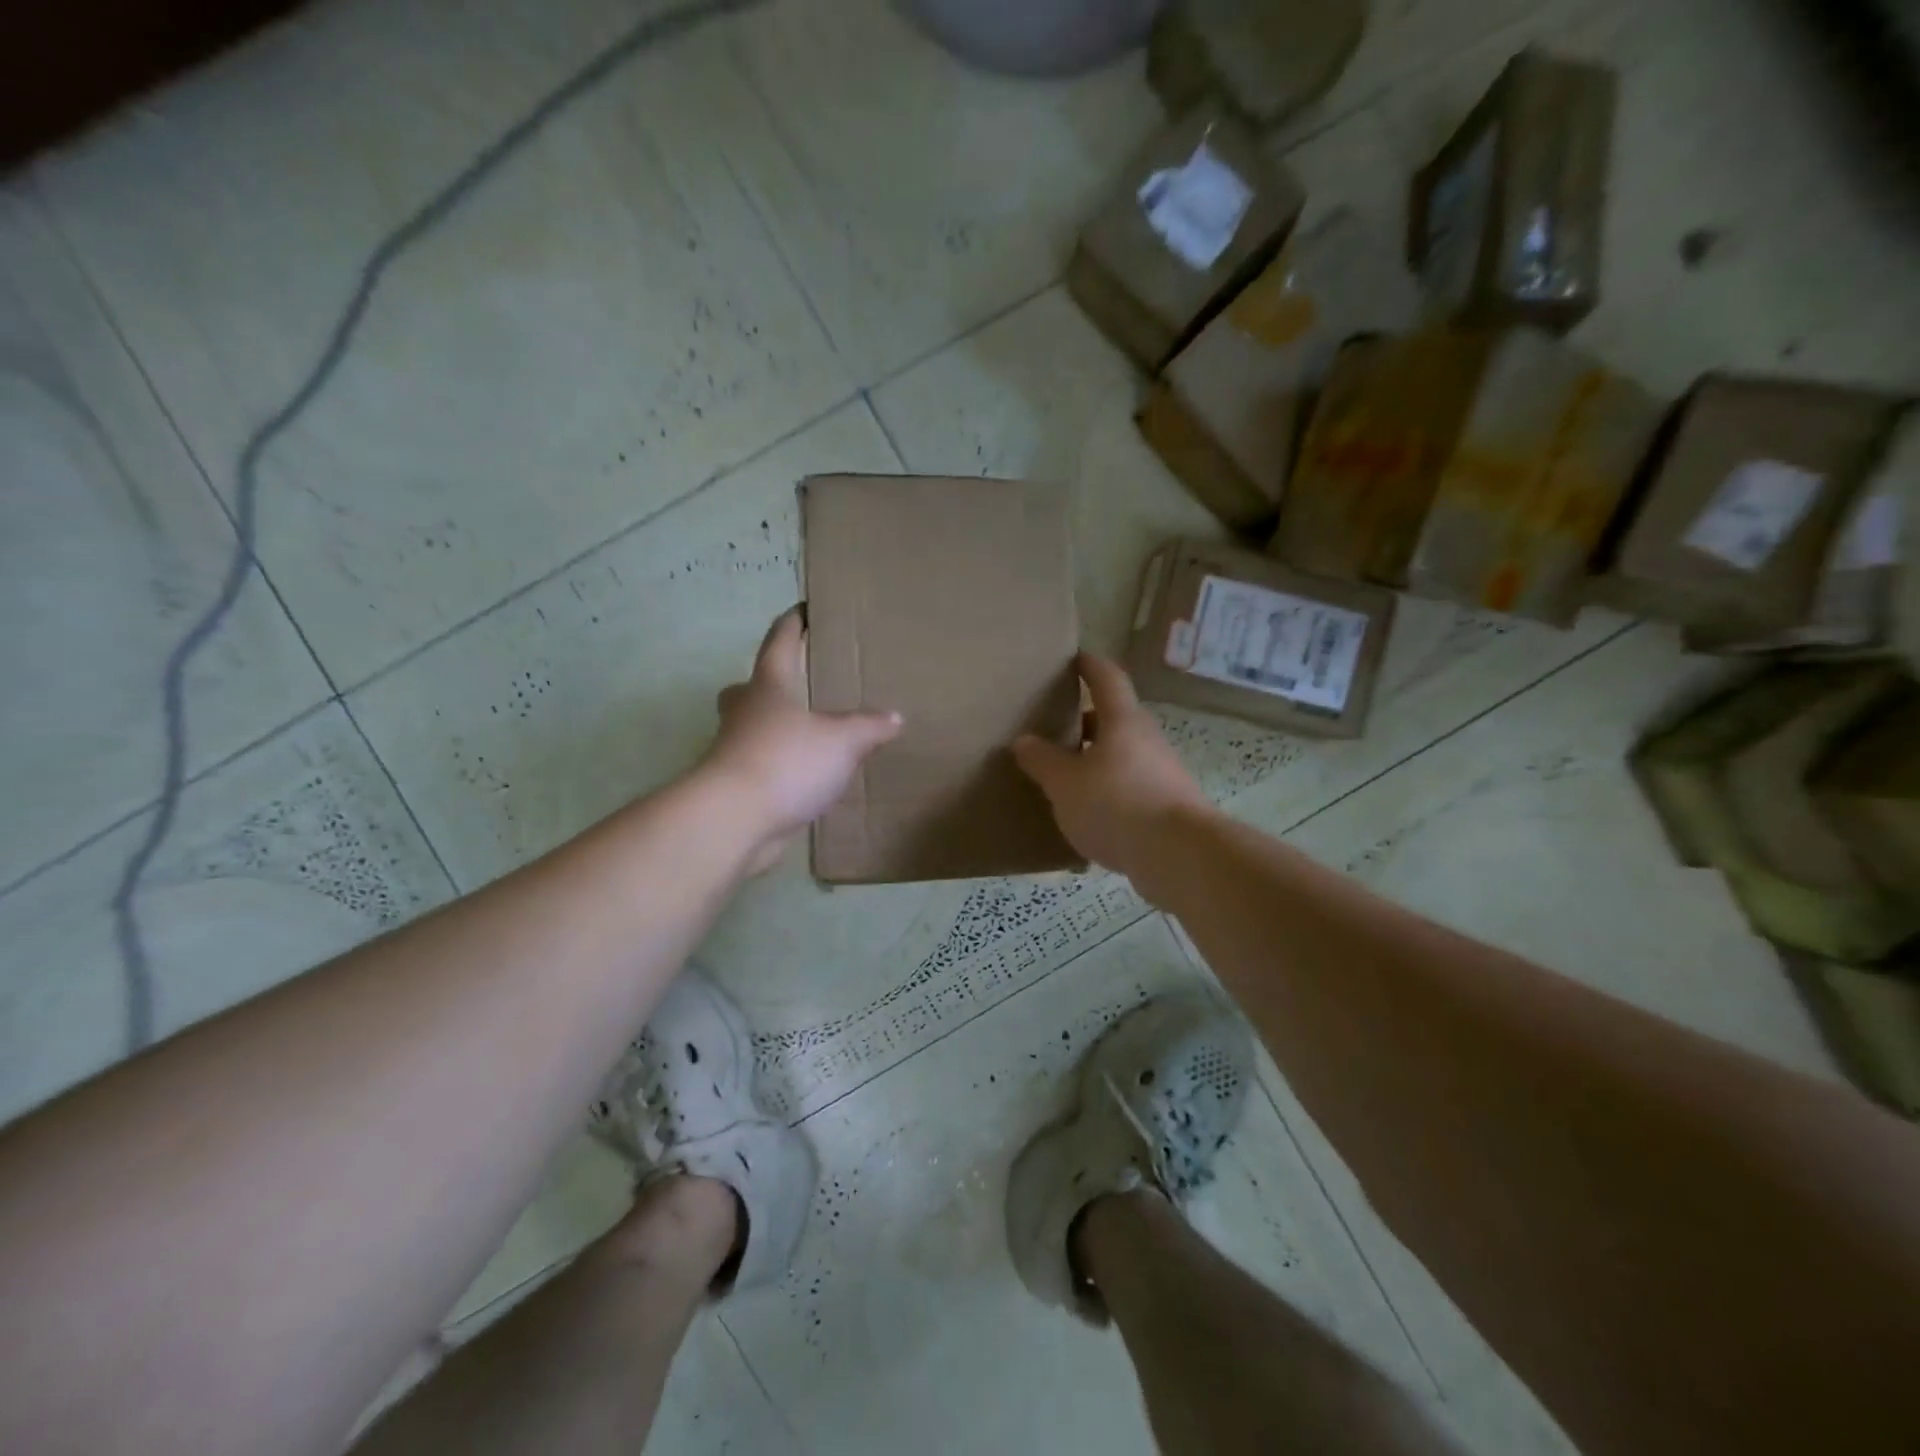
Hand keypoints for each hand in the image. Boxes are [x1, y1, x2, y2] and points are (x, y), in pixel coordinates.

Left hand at [701, 608, 902, 873]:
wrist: (734, 820)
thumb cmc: (787, 762)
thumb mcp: (843, 741)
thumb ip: (870, 727)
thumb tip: (894, 717)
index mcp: (770, 687)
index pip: (780, 641)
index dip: (793, 622)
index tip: (804, 608)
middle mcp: (746, 712)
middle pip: (750, 687)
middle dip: (768, 682)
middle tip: (796, 683)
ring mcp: (735, 751)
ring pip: (752, 729)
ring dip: (775, 729)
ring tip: (811, 736)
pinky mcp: (737, 787)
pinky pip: (762, 766)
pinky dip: (781, 767)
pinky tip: (807, 778)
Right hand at [1012, 654, 1209, 879]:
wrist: (1178, 855)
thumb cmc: (1116, 804)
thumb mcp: (1065, 783)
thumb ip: (1042, 761)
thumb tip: (1023, 740)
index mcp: (1123, 722)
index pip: (1107, 679)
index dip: (1091, 666)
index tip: (1075, 659)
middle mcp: (1147, 740)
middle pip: (1116, 720)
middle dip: (1086, 722)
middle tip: (1056, 728)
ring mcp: (1162, 773)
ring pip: (1123, 756)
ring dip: (1097, 760)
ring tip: (1065, 777)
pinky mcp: (1167, 806)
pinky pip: (1131, 788)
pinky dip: (1109, 792)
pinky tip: (1088, 815)